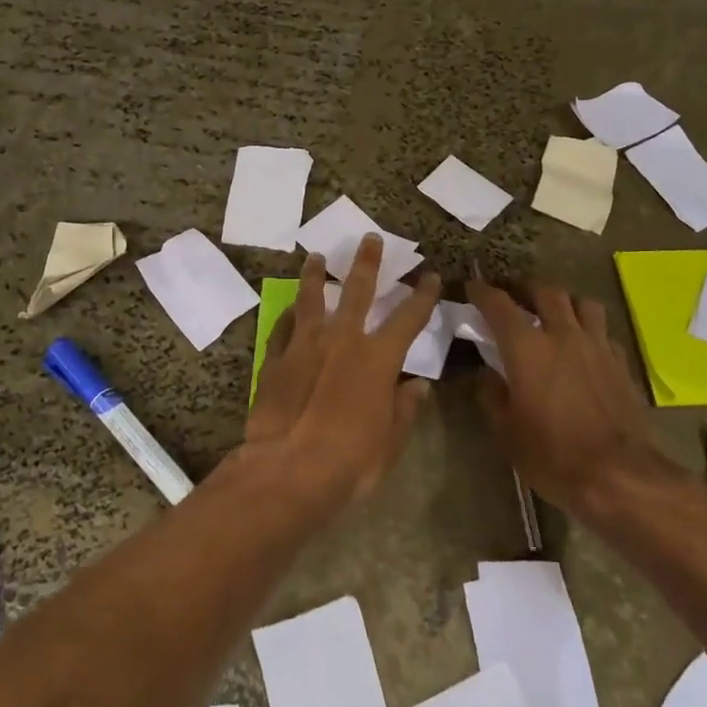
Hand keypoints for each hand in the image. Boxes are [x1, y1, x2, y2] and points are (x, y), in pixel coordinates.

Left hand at [246, 236, 442, 511]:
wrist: (288, 469)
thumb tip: (418, 386)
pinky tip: (288, 309)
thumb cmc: (350, 460)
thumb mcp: (390, 441)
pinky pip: (283, 328)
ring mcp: (304, 345)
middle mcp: (342, 339)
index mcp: (377, 358)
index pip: (409, 318)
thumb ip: (404, 408)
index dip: (422, 295)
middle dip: (366, 262)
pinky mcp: (275, 359)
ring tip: (315, 256)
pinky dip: (288, 316)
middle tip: (369, 238)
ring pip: (311, 298)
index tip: (431, 276)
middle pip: (357, 290)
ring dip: (315, 275)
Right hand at [466, 279, 683, 516]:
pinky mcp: (621, 363)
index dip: (483, 292)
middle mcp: (563, 335)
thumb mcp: (506, 431)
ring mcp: (597, 346)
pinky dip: (589, 329)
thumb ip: (492, 395)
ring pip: (582, 303)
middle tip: (514, 296)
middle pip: (546, 292)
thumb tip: (487, 375)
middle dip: (526, 288)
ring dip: (564, 302)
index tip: (472, 287)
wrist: (619, 476)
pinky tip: (583, 345)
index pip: (499, 305)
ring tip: (554, 313)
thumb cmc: (553, 455)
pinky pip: (603, 331)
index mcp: (527, 348)